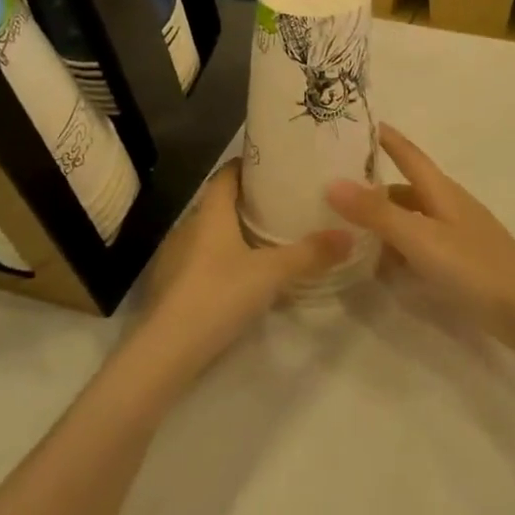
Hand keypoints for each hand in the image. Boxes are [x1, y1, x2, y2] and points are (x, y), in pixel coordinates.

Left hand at [136, 159, 351, 381]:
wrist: (165, 350)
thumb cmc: (218, 295)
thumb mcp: (271, 273)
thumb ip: (309, 254)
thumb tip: (349, 235)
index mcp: (210, 212)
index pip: (226, 174)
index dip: (247, 165)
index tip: (273, 164)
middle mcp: (189, 226)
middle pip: (219, 203)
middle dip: (247, 201)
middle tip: (281, 203)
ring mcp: (175, 257)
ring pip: (208, 233)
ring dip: (233, 232)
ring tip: (266, 238)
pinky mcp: (170, 285)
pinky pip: (200, 259)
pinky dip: (220, 258)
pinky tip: (239, 275)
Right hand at [325, 125, 514, 341]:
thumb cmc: (473, 267)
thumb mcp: (420, 237)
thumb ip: (377, 213)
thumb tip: (332, 182)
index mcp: (440, 190)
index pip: (407, 153)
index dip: (385, 137)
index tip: (358, 122)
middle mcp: (447, 206)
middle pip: (403, 189)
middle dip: (371, 187)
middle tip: (331, 188)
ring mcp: (454, 235)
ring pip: (409, 220)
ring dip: (382, 223)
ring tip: (344, 231)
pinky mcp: (458, 263)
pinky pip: (418, 247)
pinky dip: (396, 250)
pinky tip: (378, 267)